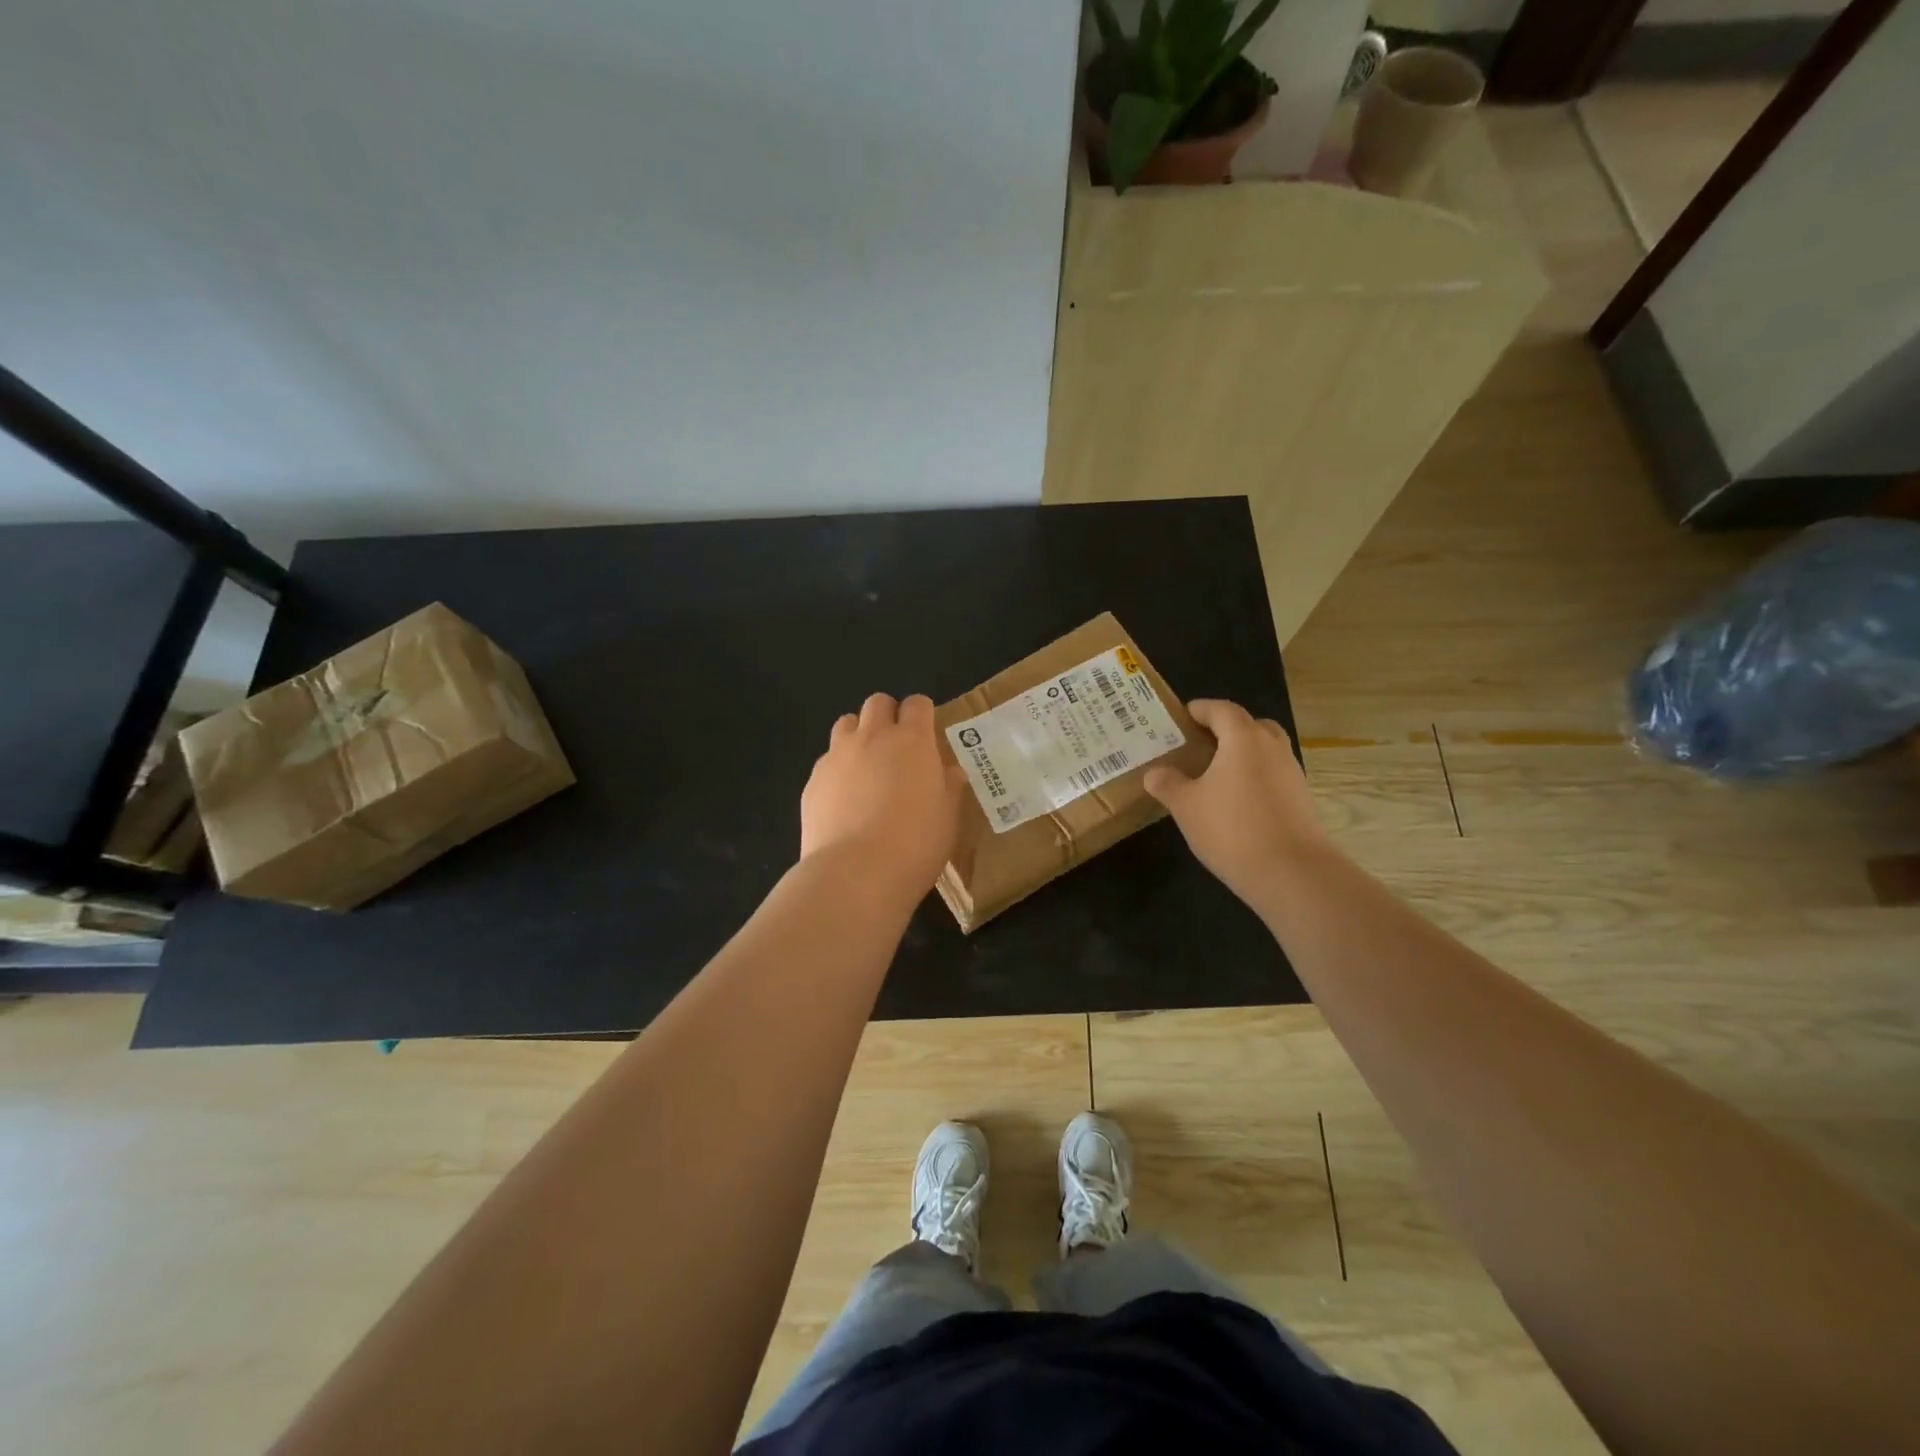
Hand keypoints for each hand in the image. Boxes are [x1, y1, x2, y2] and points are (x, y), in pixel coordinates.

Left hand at [800, 693, 965, 902]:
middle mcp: (873, 738)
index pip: (917, 704)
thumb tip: (951, 772)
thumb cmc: (915, 845)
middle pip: (877, 703)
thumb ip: (949, 788)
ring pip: (846, 724)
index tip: (927, 734)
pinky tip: (844, 799)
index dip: (922, 714)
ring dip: (858, 734)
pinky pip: (827, 760)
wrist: (856, 873)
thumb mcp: (947, 819)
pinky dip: (837, 768)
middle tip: (897, 746)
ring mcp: (837, 756)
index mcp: (912, 742)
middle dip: (888, 715)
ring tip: (866, 766)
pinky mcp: (813, 780)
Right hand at [1143, 699, 1332, 908]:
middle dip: (1226, 730)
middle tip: (1200, 745)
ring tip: (1214, 776)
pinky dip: (1254, 779)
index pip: (1221, 710)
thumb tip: (1154, 773)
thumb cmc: (1231, 828)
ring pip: (1265, 752)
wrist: (1291, 872)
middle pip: (1250, 726)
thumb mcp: (1186, 806)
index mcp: (1244, 739)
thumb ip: (1167, 784)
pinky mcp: (1301, 800)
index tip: (1182, 717)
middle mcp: (1272, 748)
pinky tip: (1235, 803)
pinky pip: (1273, 776)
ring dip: (1242, 756)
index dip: (1200, 709)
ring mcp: (1292, 774)